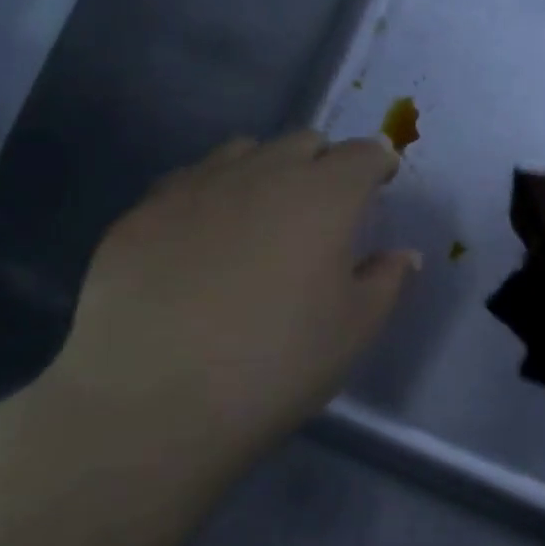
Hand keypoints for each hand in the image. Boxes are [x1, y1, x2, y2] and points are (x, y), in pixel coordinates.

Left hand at [46, 131, 418, 465]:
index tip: (379, 187)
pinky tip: (202, 240)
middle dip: (324, 163)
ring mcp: (195, 187)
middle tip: (324, 209)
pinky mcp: (141, 213)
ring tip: (262, 216)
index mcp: (325, 195)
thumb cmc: (278, 363)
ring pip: (243, 152)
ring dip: (266, 170)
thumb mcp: (355, 329)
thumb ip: (387, 280)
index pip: (364, 153)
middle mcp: (262, 172)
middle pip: (304, 142)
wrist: (152, 403)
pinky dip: (211, 195)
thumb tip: (402, 255)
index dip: (377, 165)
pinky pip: (189, 182)